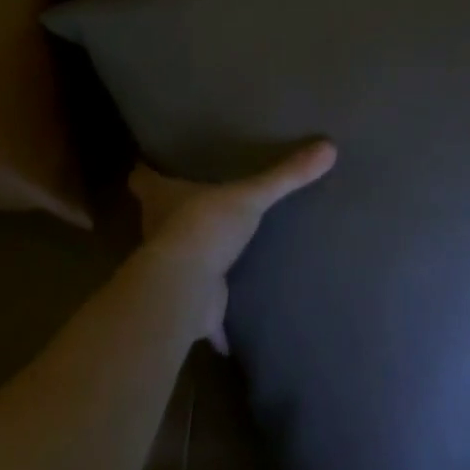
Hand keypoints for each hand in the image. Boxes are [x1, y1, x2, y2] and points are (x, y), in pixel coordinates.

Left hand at [128, 141, 336, 352]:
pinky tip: (232, 322)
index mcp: (162, 199)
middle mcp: (158, 231)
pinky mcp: (186, 302)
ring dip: (193, 257)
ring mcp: (171, 269)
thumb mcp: (250, 196)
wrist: (185, 290)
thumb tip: (328, 147)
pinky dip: (214, 318)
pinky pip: (202, 310)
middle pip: (158, 216)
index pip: (141, 178)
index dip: (147, 169)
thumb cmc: (204, 228)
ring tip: (220, 246)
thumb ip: (285, 175)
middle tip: (200, 199)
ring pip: (178, 259)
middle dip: (174, 211)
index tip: (155, 162)